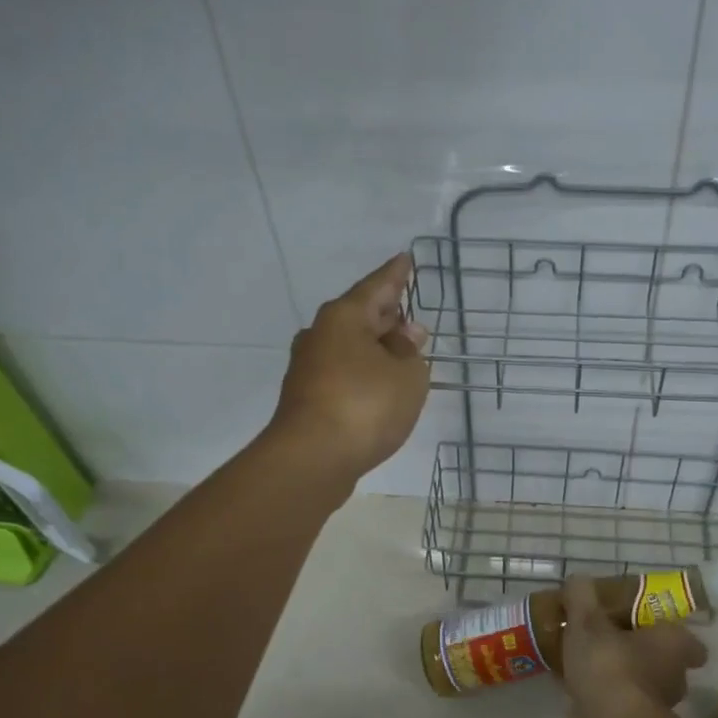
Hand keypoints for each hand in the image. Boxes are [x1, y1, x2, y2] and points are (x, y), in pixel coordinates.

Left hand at [269, 253, 429, 484]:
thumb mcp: (407, 375)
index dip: (396, 274)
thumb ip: (410, 351)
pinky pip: (344, 371)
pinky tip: (380, 383)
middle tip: (409, 310)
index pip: (377, 286)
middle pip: (360, 315)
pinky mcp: (307, 397)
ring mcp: (309, 367)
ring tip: (401, 350)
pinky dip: (364, 371)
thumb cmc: (365, 406)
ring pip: (350, 345)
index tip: (406, 258)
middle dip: (386, 313)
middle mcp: (321, 335)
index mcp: (344, 317)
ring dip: (375, 346)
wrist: (311, 459)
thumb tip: (405, 334)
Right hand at [560, 575, 707, 717]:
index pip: (691, 643)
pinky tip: (576, 688)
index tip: (648, 626)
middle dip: (640, 653)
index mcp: (674, 646)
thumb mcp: (587, 619)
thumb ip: (582, 596)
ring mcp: (656, 709)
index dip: (673, 635)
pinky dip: (603, 699)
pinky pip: (619, 707)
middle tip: (609, 639)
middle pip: (664, 663)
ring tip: (587, 662)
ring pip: (641, 686)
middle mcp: (673, 678)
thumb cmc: (608, 663)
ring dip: (620, 677)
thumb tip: (578, 581)